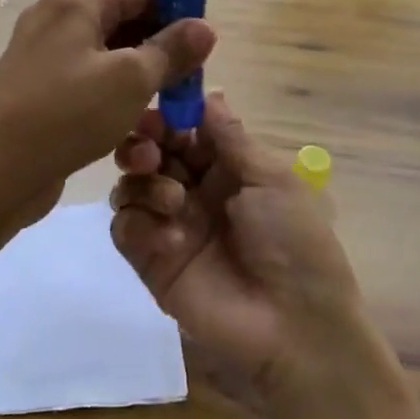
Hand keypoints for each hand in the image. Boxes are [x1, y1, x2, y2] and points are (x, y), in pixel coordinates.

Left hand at [0, 0, 214, 229]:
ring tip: (167, 111)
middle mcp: (56, 18)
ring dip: (141, 80)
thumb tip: (205, 27)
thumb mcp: (130, 80)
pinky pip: (88, 82)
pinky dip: (114, 97)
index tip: (203, 47)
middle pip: (125, 21)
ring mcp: (43, 55)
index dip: (178, 12)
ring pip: (109, 56)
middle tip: (189, 84)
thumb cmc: (66, 116)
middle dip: (161, 51)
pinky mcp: (39, 89)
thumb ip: (171, 50)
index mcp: (75, 1)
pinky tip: (133, 127)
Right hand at [108, 93, 365, 400]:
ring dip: (143, 181)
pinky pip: (125, 228)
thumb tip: (209, 92)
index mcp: (227, 169)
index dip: (169, 117)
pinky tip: (170, 238)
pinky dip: (139, 223)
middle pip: (151, 152)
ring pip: (132, 185)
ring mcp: (170, 226)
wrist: (295, 326)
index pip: (185, 130)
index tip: (159, 111)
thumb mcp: (271, 179)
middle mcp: (194, 192)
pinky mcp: (151, 262)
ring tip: (173, 199)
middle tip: (152, 149)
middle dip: (145, 142)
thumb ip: (230, 137)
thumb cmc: (293, 241)